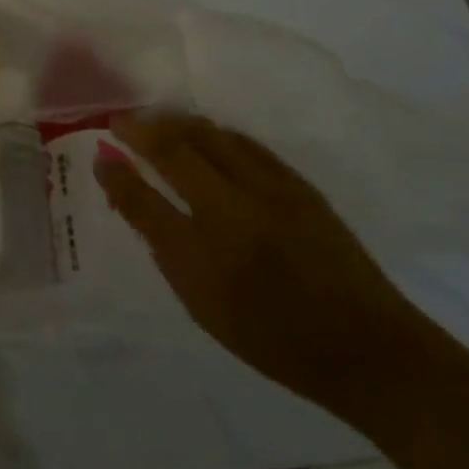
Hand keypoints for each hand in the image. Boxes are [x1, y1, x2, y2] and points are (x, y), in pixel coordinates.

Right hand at [95, 111, 427, 415]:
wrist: (366, 348)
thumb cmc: (276, 341)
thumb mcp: (206, 310)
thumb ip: (168, 253)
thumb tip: (140, 204)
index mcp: (204, 258)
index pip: (144, 202)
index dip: (117, 175)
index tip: (101, 155)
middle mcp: (231, 214)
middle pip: (174, 152)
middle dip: (140, 131)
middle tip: (119, 121)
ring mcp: (268, 191)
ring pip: (210, 136)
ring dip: (176, 123)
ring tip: (155, 119)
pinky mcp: (297, 183)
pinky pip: (245, 143)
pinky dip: (216, 133)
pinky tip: (205, 132)